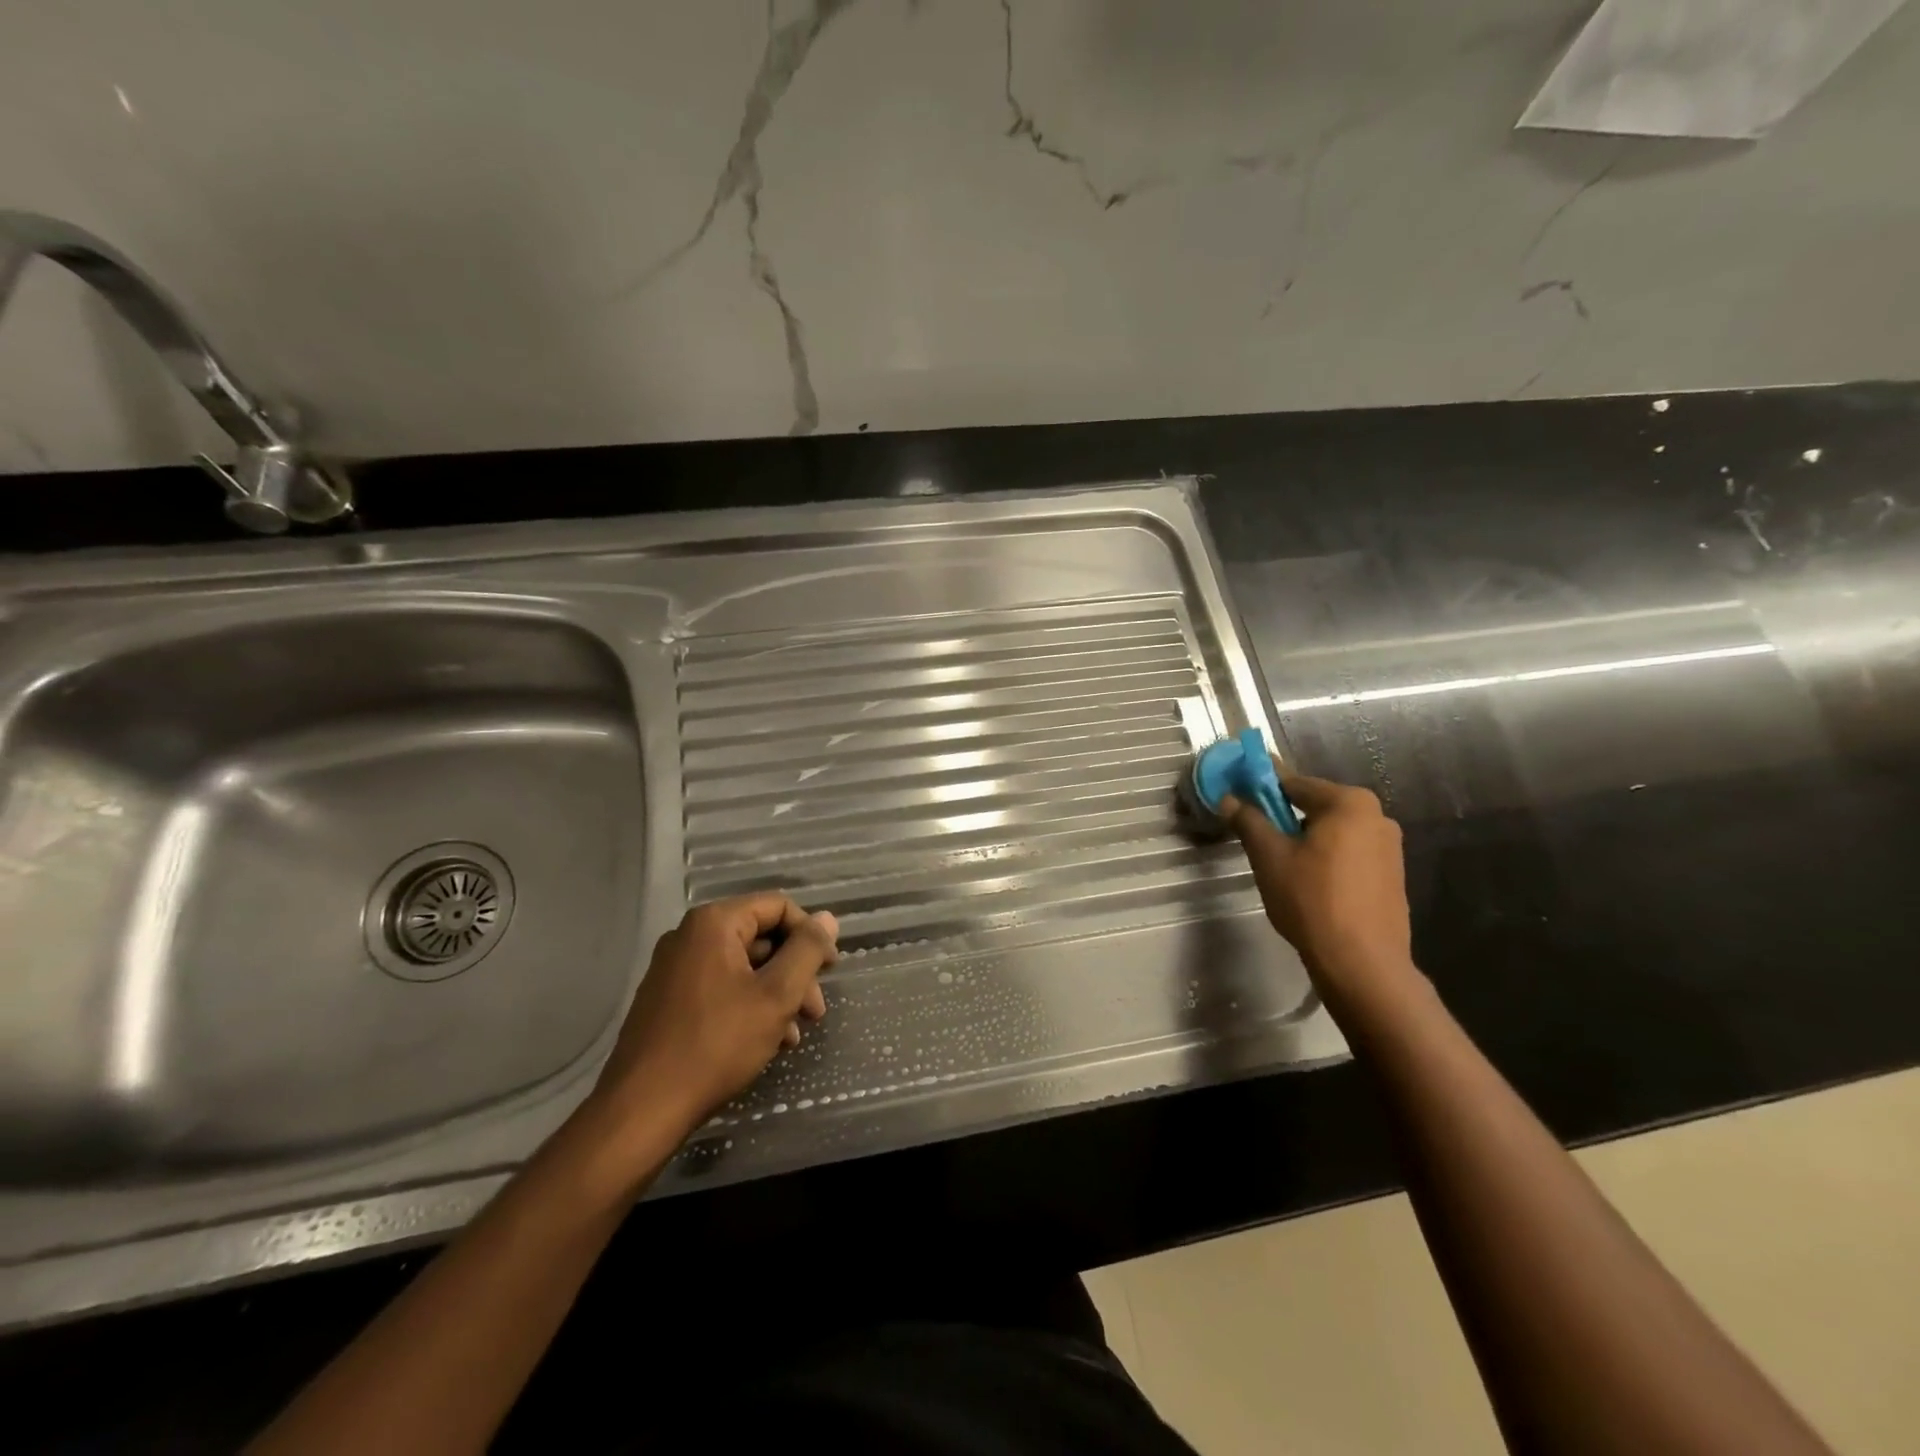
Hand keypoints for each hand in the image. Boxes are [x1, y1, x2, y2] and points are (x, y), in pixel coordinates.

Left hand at [589, 895, 838, 1135]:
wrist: (642, 1109)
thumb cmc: (716, 1044)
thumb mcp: (776, 996)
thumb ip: (806, 951)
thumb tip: (827, 918)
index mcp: (714, 924)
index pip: (778, 906)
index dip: (810, 934)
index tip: (829, 971)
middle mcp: (689, 936)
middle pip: (761, 938)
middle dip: (795, 972)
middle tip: (815, 1011)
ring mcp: (674, 969)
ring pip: (743, 967)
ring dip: (776, 994)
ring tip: (794, 1035)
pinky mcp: (667, 1000)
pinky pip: (720, 988)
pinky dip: (749, 1006)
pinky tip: (767, 1041)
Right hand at [1224, 768, 1414, 998]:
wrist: (1362, 963)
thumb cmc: (1311, 900)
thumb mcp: (1269, 857)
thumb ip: (1249, 820)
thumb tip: (1229, 799)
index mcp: (1349, 803)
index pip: (1294, 782)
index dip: (1262, 786)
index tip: (1239, 792)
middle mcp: (1377, 816)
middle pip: (1316, 806)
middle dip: (1285, 816)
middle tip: (1257, 837)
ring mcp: (1390, 847)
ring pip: (1333, 832)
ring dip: (1306, 839)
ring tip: (1281, 865)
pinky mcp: (1393, 875)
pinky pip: (1349, 853)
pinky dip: (1327, 858)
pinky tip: (1310, 884)